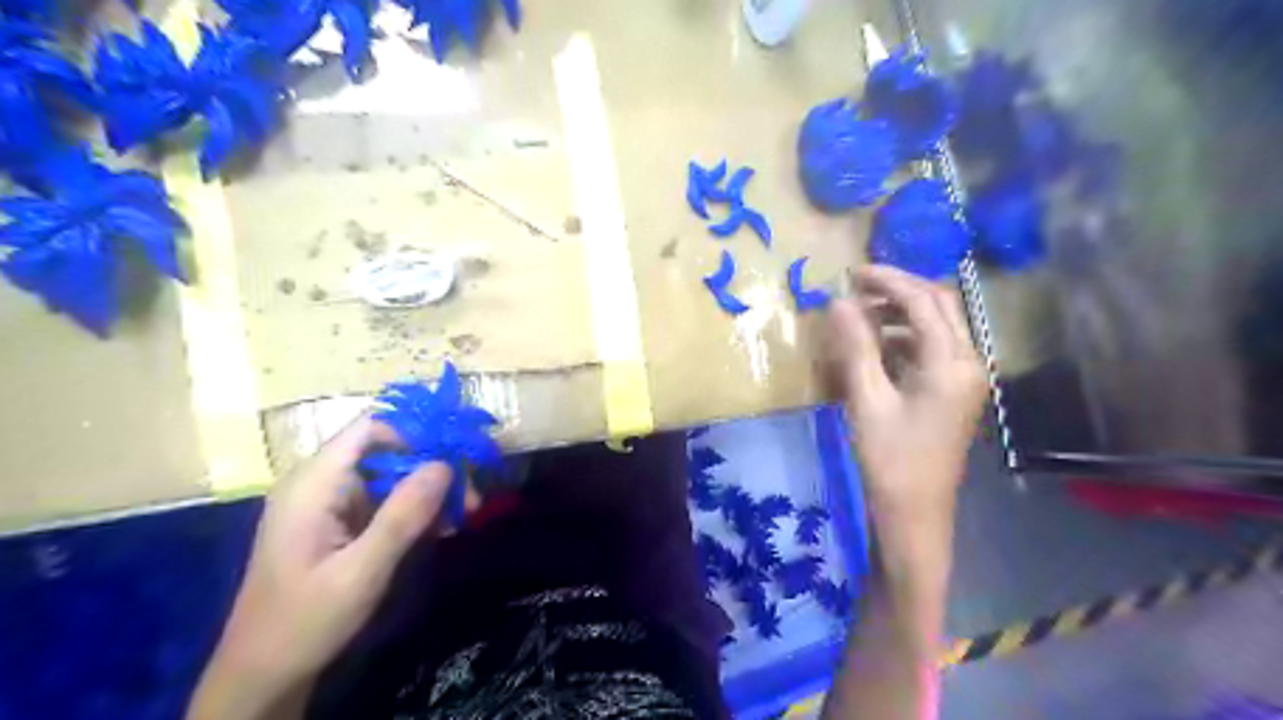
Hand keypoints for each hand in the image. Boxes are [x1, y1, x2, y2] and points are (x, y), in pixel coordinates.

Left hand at [188, 415, 453, 719]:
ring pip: (391, 476)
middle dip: (432, 468)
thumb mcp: (362, 571)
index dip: (416, 433)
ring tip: (463, 515)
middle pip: (387, 451)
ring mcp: (329, 504)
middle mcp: (320, 483)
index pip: (369, 428)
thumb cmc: (306, 622)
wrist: (263, 675)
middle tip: (471, 497)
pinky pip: (384, 501)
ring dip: (429, 491)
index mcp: (313, 484)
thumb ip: (403, 515)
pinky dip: (414, 510)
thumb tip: (445, 464)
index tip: (457, 456)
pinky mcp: (338, 523)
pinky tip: (440, 529)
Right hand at [833, 267, 984, 524]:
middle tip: (857, 287)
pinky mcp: (954, 390)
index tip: (852, 273)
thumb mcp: (867, 399)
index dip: (888, 281)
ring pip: (937, 325)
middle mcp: (968, 362)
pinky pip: (932, 347)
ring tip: (859, 315)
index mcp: (952, 363)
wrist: (915, 510)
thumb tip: (839, 302)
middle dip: (898, 290)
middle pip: (939, 305)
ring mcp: (965, 377)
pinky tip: (875, 345)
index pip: (923, 302)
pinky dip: (904, 336)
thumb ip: (855, 346)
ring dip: (900, 312)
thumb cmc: (889, 457)